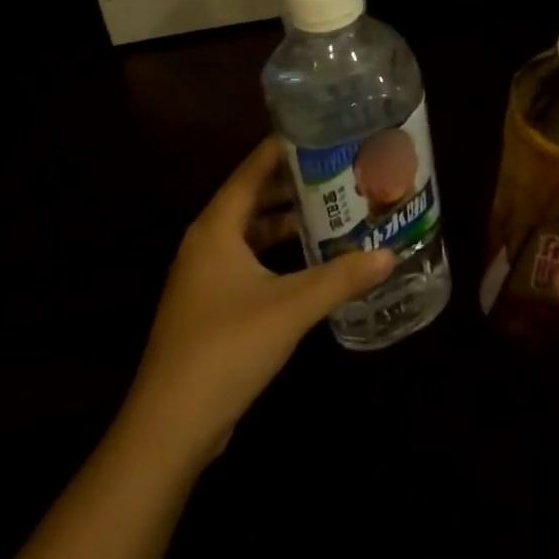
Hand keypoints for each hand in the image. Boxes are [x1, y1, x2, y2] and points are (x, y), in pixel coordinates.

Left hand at [125, 138, 395, 461]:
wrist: (169, 429)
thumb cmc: (226, 348)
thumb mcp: (291, 308)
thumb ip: (341, 277)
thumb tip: (390, 254)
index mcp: (216, 228)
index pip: (252, 169)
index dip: (284, 148)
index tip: (322, 130)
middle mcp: (206, 243)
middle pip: (253, 197)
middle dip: (294, 184)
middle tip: (339, 169)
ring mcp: (205, 277)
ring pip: (251, 232)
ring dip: (287, 220)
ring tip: (332, 208)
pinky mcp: (210, 307)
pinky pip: (249, 261)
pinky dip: (277, 252)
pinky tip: (310, 261)